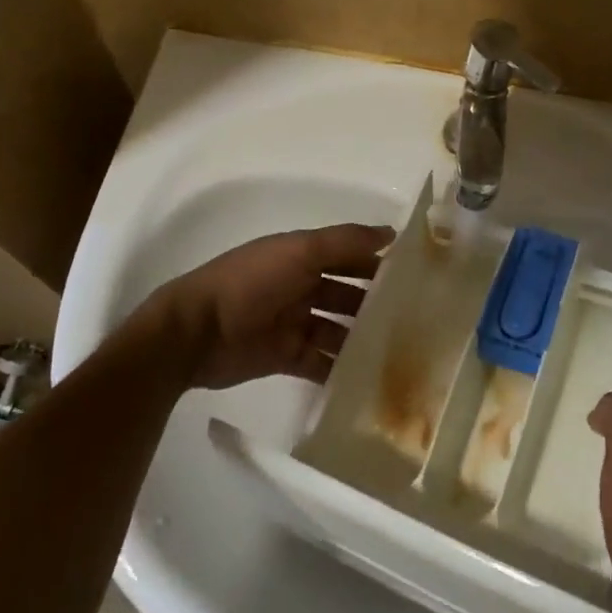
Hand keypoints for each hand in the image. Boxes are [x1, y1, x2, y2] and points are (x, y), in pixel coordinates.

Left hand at [151, 224, 392, 389]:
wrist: (195, 333)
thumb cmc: (250, 282)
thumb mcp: (300, 251)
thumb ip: (345, 242)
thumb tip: (391, 233)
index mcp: (302, 256)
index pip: (349, 256)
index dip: (378, 263)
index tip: (416, 276)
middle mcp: (300, 286)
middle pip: (346, 294)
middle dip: (374, 305)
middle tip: (415, 320)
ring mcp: (292, 323)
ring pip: (337, 330)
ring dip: (361, 340)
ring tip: (397, 353)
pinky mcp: (284, 357)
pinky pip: (320, 363)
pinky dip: (339, 370)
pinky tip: (367, 380)